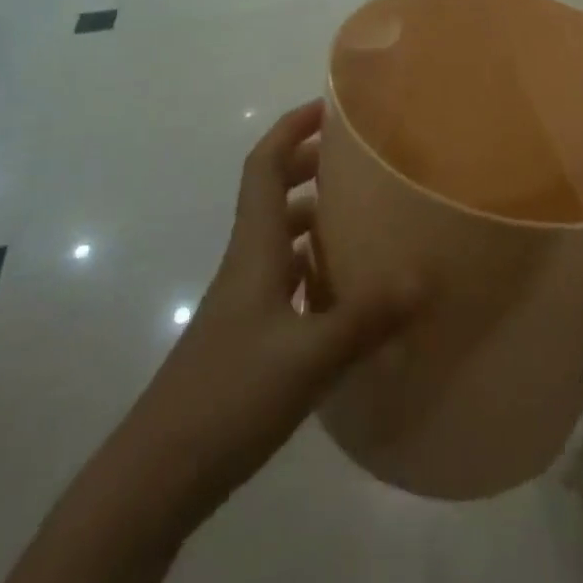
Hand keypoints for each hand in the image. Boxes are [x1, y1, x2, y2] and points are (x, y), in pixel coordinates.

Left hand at [140, 101, 419, 514]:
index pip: (265, 166)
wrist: (156, 475)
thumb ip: (368, 316)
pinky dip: (315, 270)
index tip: (327, 106)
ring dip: (315, 219)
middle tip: (359, 160)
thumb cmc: (229, 395)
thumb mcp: (309, 355)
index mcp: (255, 248)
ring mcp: (243, 303)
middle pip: (274, 195)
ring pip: (281, 239)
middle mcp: (247, 264)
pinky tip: (346, 294)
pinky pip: (286, 281)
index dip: (291, 128)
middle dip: (311, 166)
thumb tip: (425, 276)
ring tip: (364, 219)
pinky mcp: (247, 338)